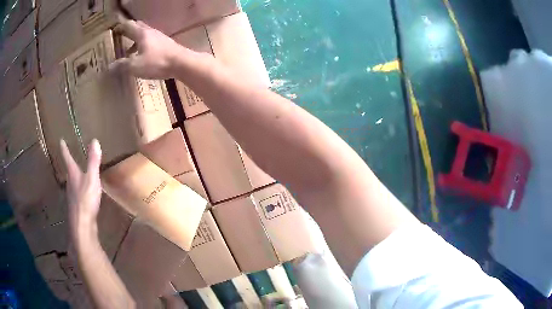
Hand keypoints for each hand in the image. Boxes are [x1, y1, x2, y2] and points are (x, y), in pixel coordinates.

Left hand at [61, 139, 102, 240]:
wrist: (82, 225)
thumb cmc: (86, 199)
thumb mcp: (92, 178)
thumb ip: (93, 162)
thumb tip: (94, 140)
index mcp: (73, 174)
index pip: (67, 158)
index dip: (64, 149)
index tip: (61, 141)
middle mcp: (70, 183)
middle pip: (69, 172)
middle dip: (70, 165)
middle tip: (71, 159)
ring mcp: (72, 196)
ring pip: (72, 183)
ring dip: (74, 178)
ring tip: (78, 176)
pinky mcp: (76, 207)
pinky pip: (77, 194)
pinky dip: (79, 190)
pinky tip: (84, 195)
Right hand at [110, 20, 185, 78]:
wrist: (182, 63)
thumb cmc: (157, 62)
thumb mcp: (136, 66)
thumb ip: (122, 65)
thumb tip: (109, 67)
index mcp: (142, 34)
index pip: (129, 26)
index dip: (120, 27)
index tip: (113, 30)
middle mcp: (151, 32)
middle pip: (138, 27)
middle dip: (128, 30)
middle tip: (120, 36)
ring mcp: (159, 37)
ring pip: (144, 34)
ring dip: (135, 39)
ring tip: (128, 50)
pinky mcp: (165, 44)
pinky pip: (150, 41)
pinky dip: (142, 45)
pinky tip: (142, 55)